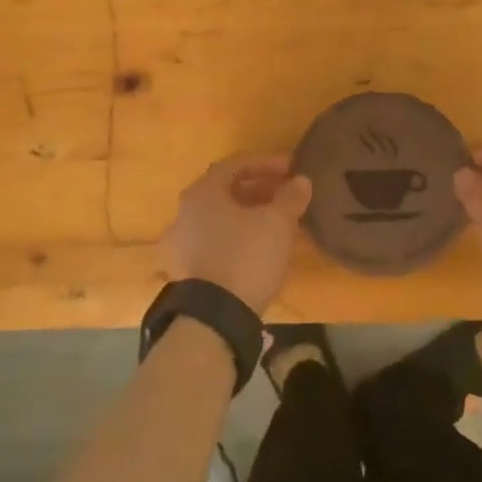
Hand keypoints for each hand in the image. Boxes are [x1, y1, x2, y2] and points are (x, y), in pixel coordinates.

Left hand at [161, 154, 312, 315]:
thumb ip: (290, 197)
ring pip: (220, 218)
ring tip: (277, 222)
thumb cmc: (246, 257)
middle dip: (259, 189)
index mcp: (202, 193)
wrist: (214, 318)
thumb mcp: (277, 223)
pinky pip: (214, 241)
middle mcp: (184, 213)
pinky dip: (237, 236)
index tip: (292, 169)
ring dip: (248, 214)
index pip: (235, 165)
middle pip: (225, 191)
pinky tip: (259, 248)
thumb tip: (300, 180)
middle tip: (286, 194)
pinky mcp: (185, 271)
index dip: (267, 163)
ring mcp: (180, 244)